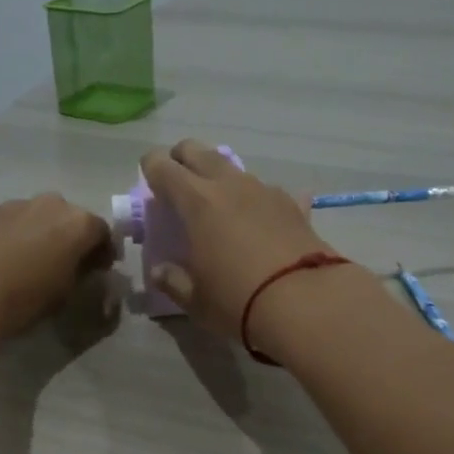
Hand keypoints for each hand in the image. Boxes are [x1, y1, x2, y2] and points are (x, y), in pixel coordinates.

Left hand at [0, 194, 114, 342]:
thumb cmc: (24, 298)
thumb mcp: (65, 296)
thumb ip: (81, 278)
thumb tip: (83, 272)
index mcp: (78, 222)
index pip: (103, 232)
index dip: (103, 253)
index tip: (99, 271)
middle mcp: (51, 204)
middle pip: (71, 219)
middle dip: (72, 239)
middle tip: (67, 266)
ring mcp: (16, 204)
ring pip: (40, 217)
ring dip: (43, 235)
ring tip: (32, 263)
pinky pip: (13, 222)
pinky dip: (16, 236)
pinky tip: (5, 260)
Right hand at [140, 140, 330, 339]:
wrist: (305, 302)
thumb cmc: (237, 300)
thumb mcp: (195, 300)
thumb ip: (173, 281)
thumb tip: (160, 272)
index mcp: (197, 202)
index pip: (163, 167)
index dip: (151, 168)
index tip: (148, 181)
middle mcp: (229, 185)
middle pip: (198, 151)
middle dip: (182, 158)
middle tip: (177, 180)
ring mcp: (264, 191)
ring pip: (234, 169)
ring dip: (219, 176)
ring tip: (218, 202)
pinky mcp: (293, 205)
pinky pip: (267, 191)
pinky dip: (257, 200)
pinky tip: (261, 219)